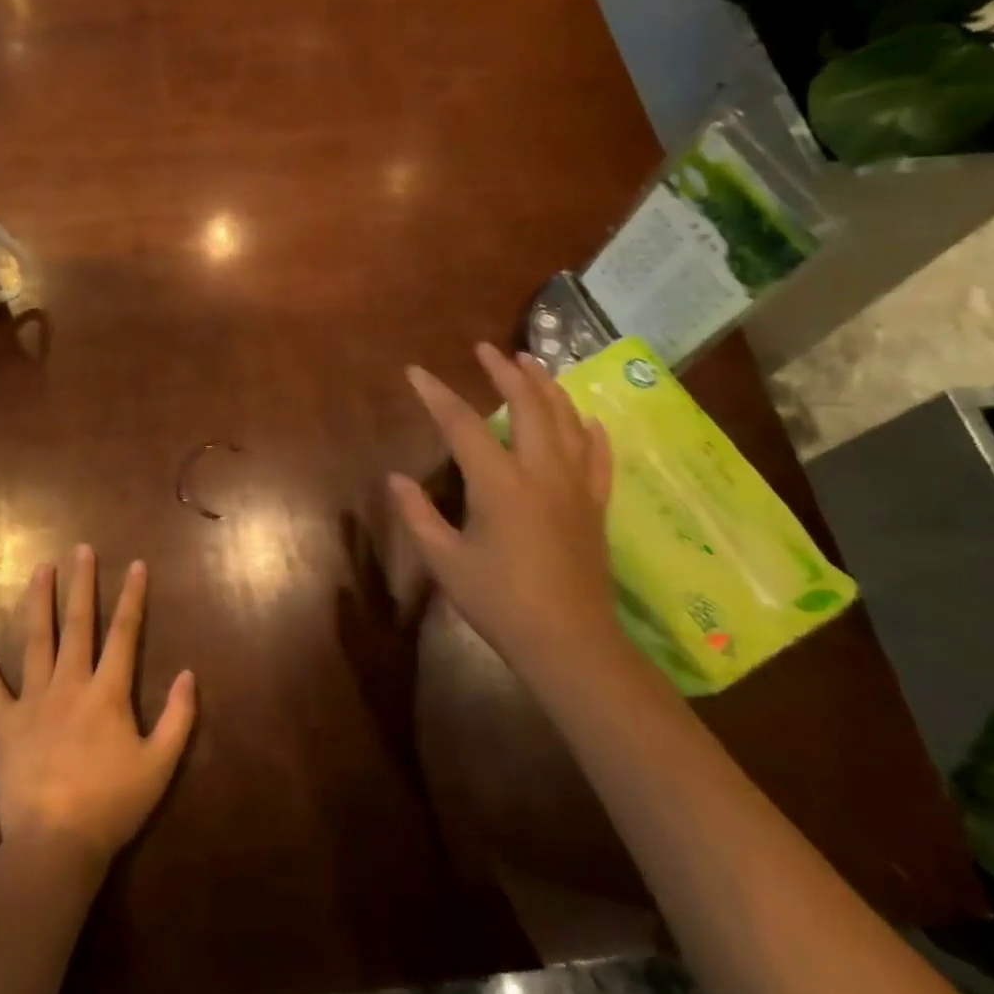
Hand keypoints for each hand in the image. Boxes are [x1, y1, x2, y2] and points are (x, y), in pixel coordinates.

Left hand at [0, 546, 195, 867]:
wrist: (54, 845)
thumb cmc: (112, 804)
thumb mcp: (160, 765)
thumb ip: (178, 717)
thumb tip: (188, 673)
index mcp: (108, 692)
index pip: (124, 633)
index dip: (132, 597)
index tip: (136, 565)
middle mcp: (70, 684)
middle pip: (77, 625)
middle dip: (81, 585)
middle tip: (81, 549)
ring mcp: (32, 701)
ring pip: (35, 641)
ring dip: (38, 602)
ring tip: (40, 569)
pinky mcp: (4, 724)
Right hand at [389, 343, 618, 678]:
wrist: (569, 643)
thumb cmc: (500, 603)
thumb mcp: (446, 561)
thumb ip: (418, 515)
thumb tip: (395, 478)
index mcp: (499, 483)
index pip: (462, 423)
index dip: (436, 394)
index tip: (416, 372)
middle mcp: (541, 472)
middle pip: (528, 405)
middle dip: (505, 372)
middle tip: (487, 349)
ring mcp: (575, 486)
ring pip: (566, 421)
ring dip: (548, 387)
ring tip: (533, 362)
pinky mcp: (595, 505)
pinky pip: (598, 457)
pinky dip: (590, 431)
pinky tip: (586, 418)